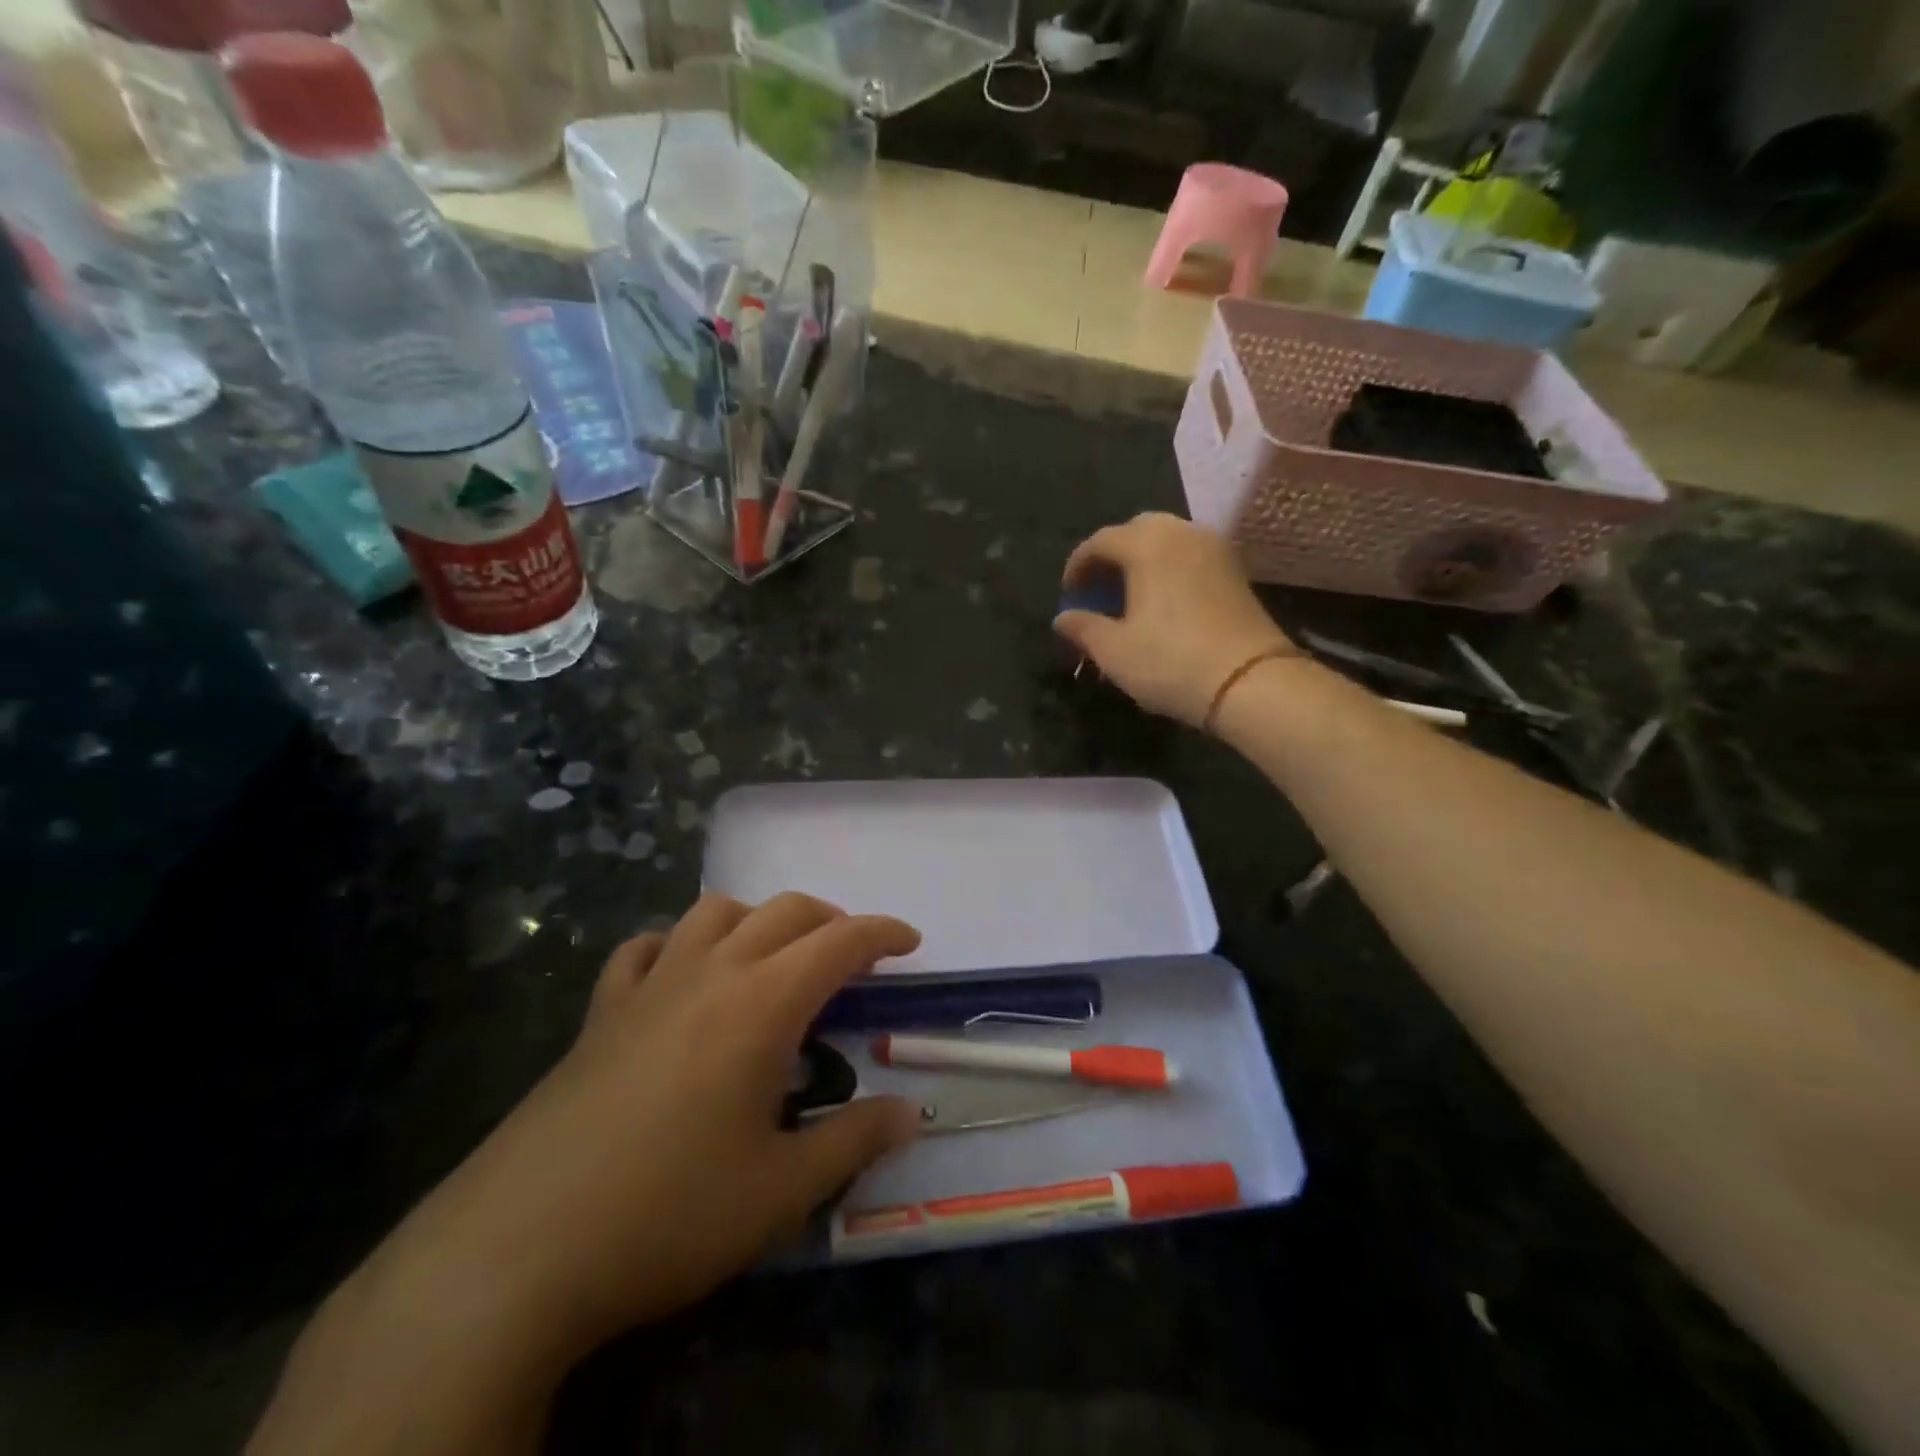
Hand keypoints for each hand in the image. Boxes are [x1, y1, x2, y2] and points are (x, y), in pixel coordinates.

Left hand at [253, 895, 923, 1455]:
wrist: (519, 1250)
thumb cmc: (669, 1213)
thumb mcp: (781, 1190)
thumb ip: (853, 1139)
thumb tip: (910, 1113)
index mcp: (762, 1003)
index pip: (840, 941)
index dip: (882, 933)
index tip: (910, 944)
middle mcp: (710, 972)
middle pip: (784, 910)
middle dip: (830, 921)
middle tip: (852, 959)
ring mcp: (649, 985)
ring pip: (714, 911)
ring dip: (757, 920)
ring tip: (773, 960)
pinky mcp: (600, 1012)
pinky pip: (645, 948)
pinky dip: (677, 945)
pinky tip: (682, 976)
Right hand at [1056, 513, 1295, 727]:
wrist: (1251, 681)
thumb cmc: (1170, 661)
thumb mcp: (1114, 651)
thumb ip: (1083, 628)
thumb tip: (1062, 618)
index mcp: (1147, 544)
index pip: (1100, 541)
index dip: (1078, 566)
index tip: (1069, 594)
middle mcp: (1182, 533)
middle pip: (1137, 531)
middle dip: (1112, 556)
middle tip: (1099, 590)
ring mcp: (1215, 549)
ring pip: (1168, 541)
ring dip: (1143, 561)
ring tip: (1130, 597)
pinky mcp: (1236, 571)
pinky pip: (1190, 557)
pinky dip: (1169, 570)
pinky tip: (1163, 603)